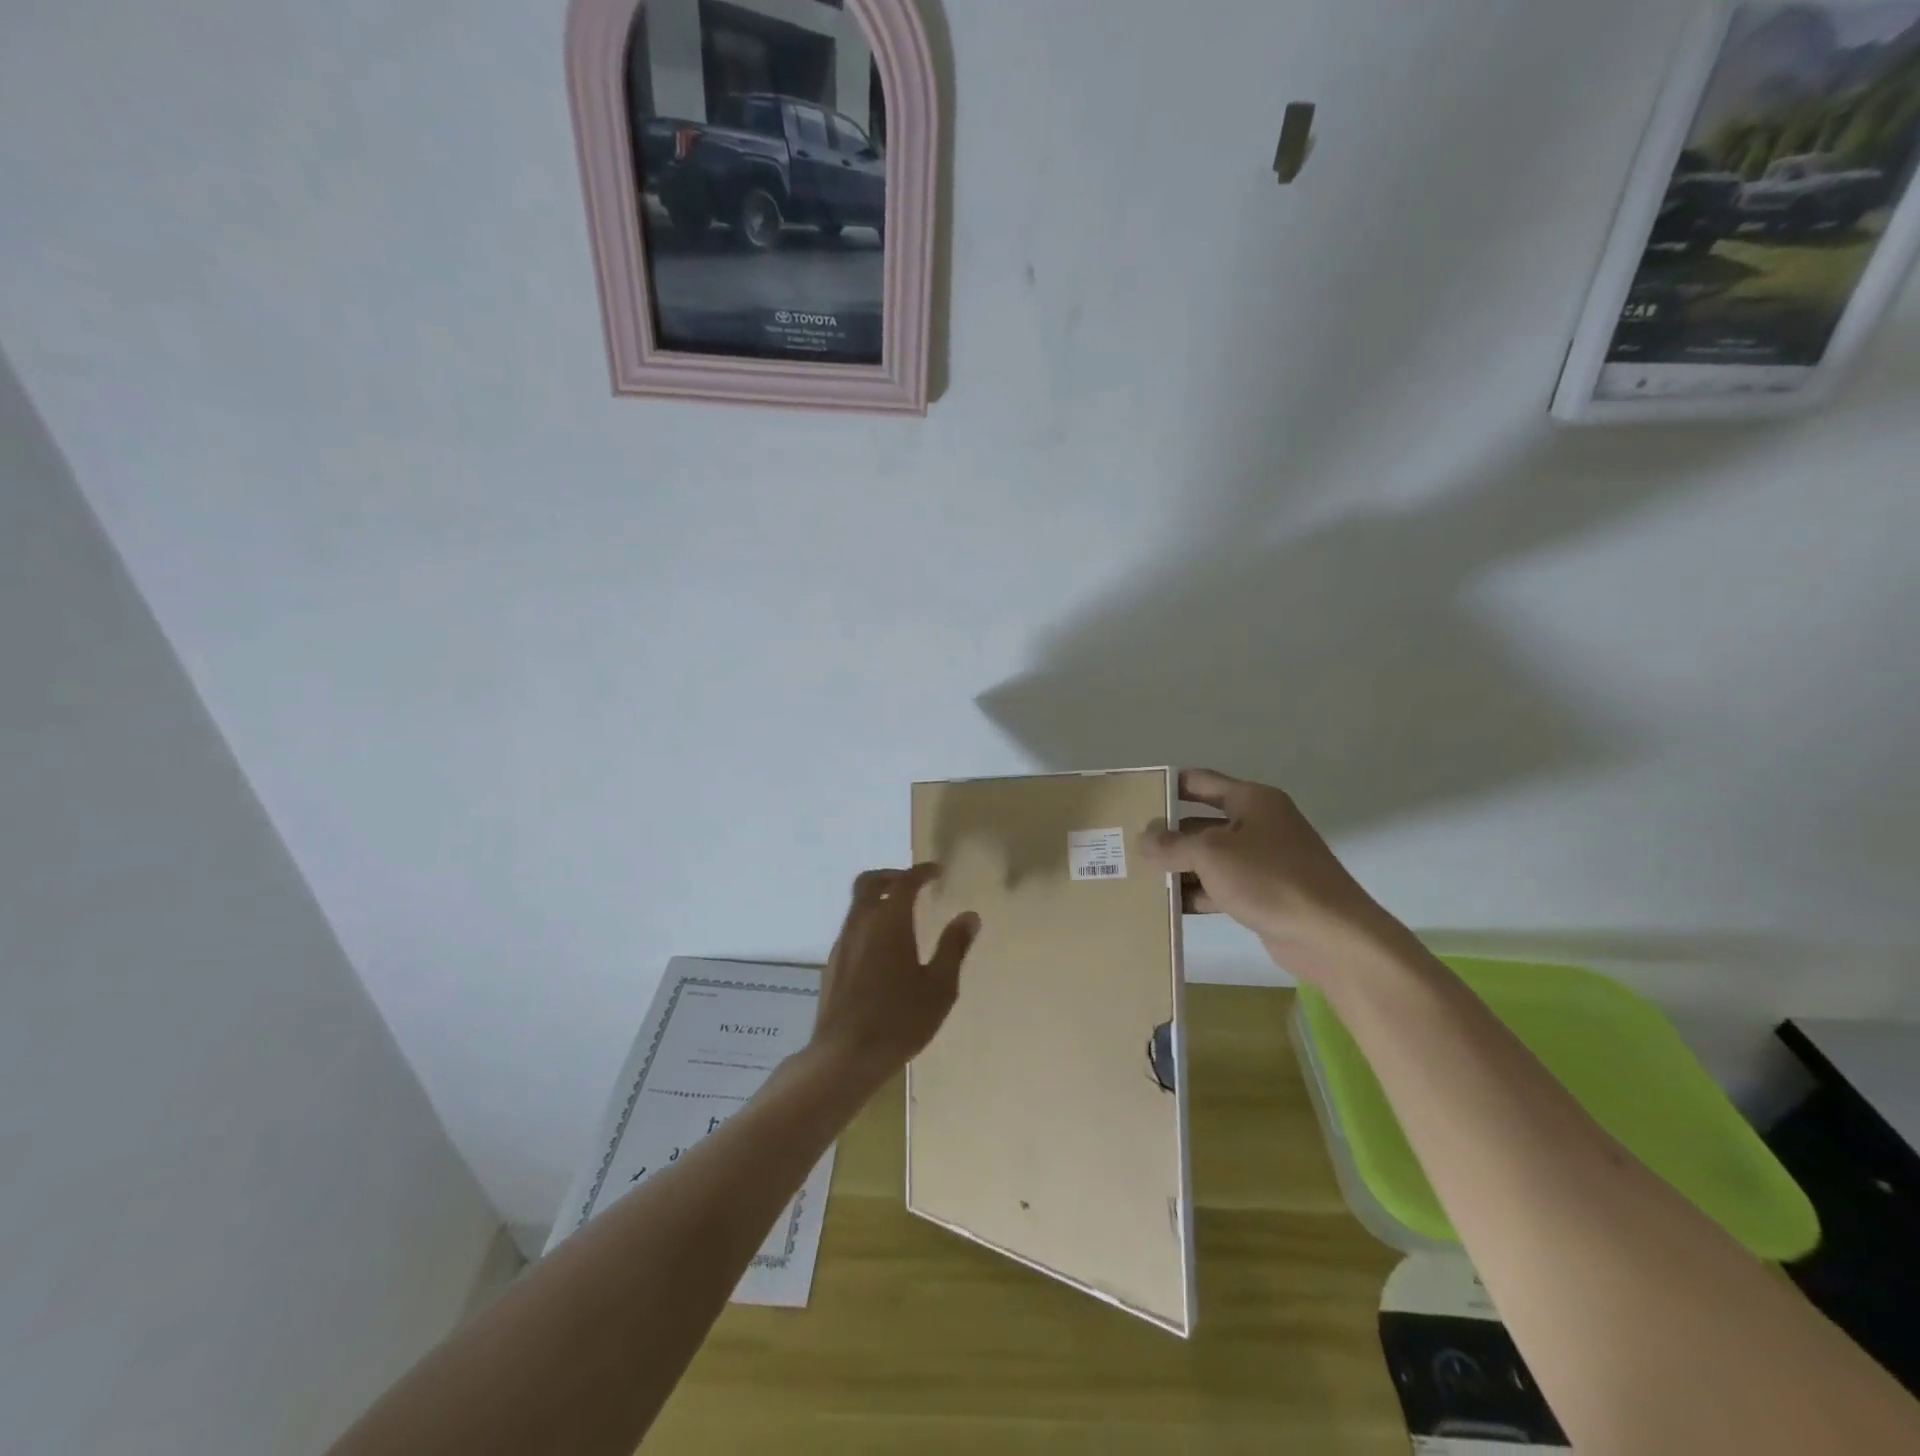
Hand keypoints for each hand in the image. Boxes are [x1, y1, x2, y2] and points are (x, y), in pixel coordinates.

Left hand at [811, 864, 978, 1078]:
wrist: (845, 1056)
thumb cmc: (900, 1020)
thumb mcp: (940, 986)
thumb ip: (954, 947)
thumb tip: (969, 916)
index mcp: (889, 922)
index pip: (904, 882)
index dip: (921, 872)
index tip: (937, 871)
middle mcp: (860, 924)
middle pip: (869, 883)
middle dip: (892, 876)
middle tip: (914, 884)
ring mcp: (842, 944)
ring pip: (857, 906)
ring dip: (878, 900)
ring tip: (902, 917)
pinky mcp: (832, 965)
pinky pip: (851, 929)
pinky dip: (869, 923)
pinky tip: (884, 950)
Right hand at [1137, 769, 1403, 982]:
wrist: (1331, 936)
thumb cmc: (1270, 879)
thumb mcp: (1212, 854)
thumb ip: (1172, 844)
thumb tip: (1144, 838)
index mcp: (1251, 801)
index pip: (1200, 783)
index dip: (1167, 787)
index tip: (1134, 798)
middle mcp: (1258, 825)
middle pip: (1201, 823)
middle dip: (1166, 834)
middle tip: (1126, 844)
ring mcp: (1262, 861)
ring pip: (1208, 858)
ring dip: (1178, 868)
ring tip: (1137, 876)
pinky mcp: (1263, 894)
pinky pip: (1220, 887)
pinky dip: (1196, 893)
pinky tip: (1167, 905)